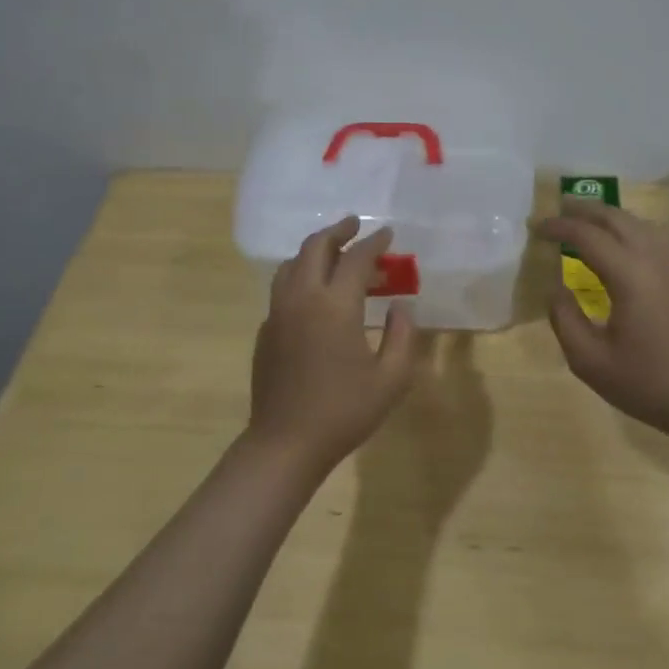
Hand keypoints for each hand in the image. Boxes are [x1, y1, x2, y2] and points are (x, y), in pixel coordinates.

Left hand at [250, 216, 420, 472]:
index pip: (356, 258)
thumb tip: (400, 307)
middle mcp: (302, 298)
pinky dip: (301, 275)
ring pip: (292, 263)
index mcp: (335, 306)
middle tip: (355, 226)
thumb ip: (402, 337)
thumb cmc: (344, 412)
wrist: (286, 443)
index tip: (387, 234)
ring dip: (314, 250)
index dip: (374, 242)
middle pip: (315, 247)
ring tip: (334, 253)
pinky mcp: (266, 330)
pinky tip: (315, 293)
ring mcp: (278, 313)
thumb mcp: (391, 379)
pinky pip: (282, 287)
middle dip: (337, 231)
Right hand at [538, 196, 668, 442]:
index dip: (559, 227)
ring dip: (610, 217)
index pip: (588, 236)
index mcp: (629, 275)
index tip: (536, 228)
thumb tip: (555, 288)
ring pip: (640, 225)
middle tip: (559, 208)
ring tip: (587, 220)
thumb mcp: (590, 360)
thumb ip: (565, 319)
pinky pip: (654, 240)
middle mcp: (654, 261)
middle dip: (586, 209)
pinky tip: (620, 247)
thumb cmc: (648, 384)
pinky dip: (629, 231)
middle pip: (618, 219)